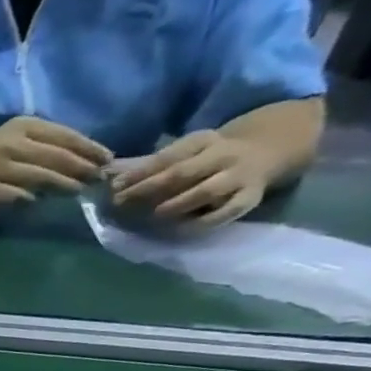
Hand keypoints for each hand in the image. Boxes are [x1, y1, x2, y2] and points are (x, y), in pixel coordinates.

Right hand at [0, 116, 110, 209]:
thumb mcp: (22, 135)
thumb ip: (50, 142)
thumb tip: (87, 158)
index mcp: (25, 127)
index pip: (65, 136)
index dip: (89, 149)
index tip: (107, 160)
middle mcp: (11, 145)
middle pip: (55, 157)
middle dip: (80, 168)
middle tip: (98, 179)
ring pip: (38, 176)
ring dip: (62, 184)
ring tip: (77, 190)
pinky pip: (13, 195)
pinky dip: (29, 198)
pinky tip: (39, 201)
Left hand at [108, 130, 273, 226]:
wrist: (265, 152)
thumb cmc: (204, 159)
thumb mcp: (180, 153)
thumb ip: (144, 164)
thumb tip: (105, 173)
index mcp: (203, 141)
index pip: (167, 156)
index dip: (138, 173)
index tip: (114, 186)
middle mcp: (224, 156)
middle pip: (183, 173)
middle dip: (148, 188)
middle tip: (121, 203)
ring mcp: (240, 176)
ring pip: (208, 190)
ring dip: (177, 204)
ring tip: (153, 215)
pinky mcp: (250, 198)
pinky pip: (226, 213)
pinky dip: (201, 223)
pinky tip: (178, 229)